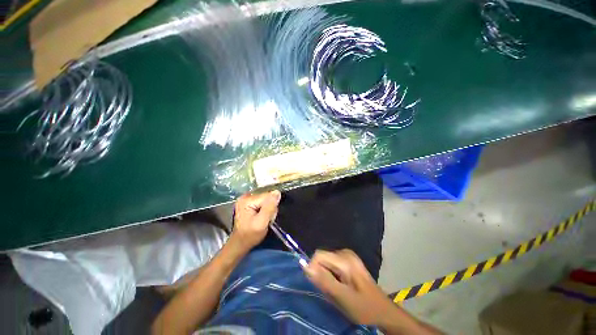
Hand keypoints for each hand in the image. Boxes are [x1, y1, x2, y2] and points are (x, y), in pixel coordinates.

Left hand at [230, 190, 280, 250]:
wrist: (241, 243)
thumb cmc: (250, 235)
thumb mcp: (262, 222)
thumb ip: (270, 207)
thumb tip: (277, 192)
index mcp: (247, 200)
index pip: (268, 196)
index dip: (272, 206)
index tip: (269, 217)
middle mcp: (246, 196)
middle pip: (267, 197)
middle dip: (270, 208)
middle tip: (267, 220)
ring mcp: (247, 199)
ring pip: (266, 200)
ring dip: (269, 209)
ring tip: (264, 219)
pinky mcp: (249, 202)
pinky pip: (263, 202)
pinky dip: (265, 209)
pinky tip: (262, 216)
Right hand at [304, 249, 395, 325]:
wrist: (383, 310)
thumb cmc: (364, 307)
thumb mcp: (343, 297)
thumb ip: (324, 281)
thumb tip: (305, 266)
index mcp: (345, 260)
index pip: (319, 255)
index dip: (314, 268)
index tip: (319, 285)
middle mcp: (345, 252)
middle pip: (323, 258)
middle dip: (322, 274)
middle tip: (331, 291)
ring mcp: (348, 255)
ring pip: (327, 261)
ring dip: (327, 275)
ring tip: (337, 289)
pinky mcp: (349, 260)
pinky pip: (333, 263)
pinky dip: (332, 274)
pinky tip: (341, 285)